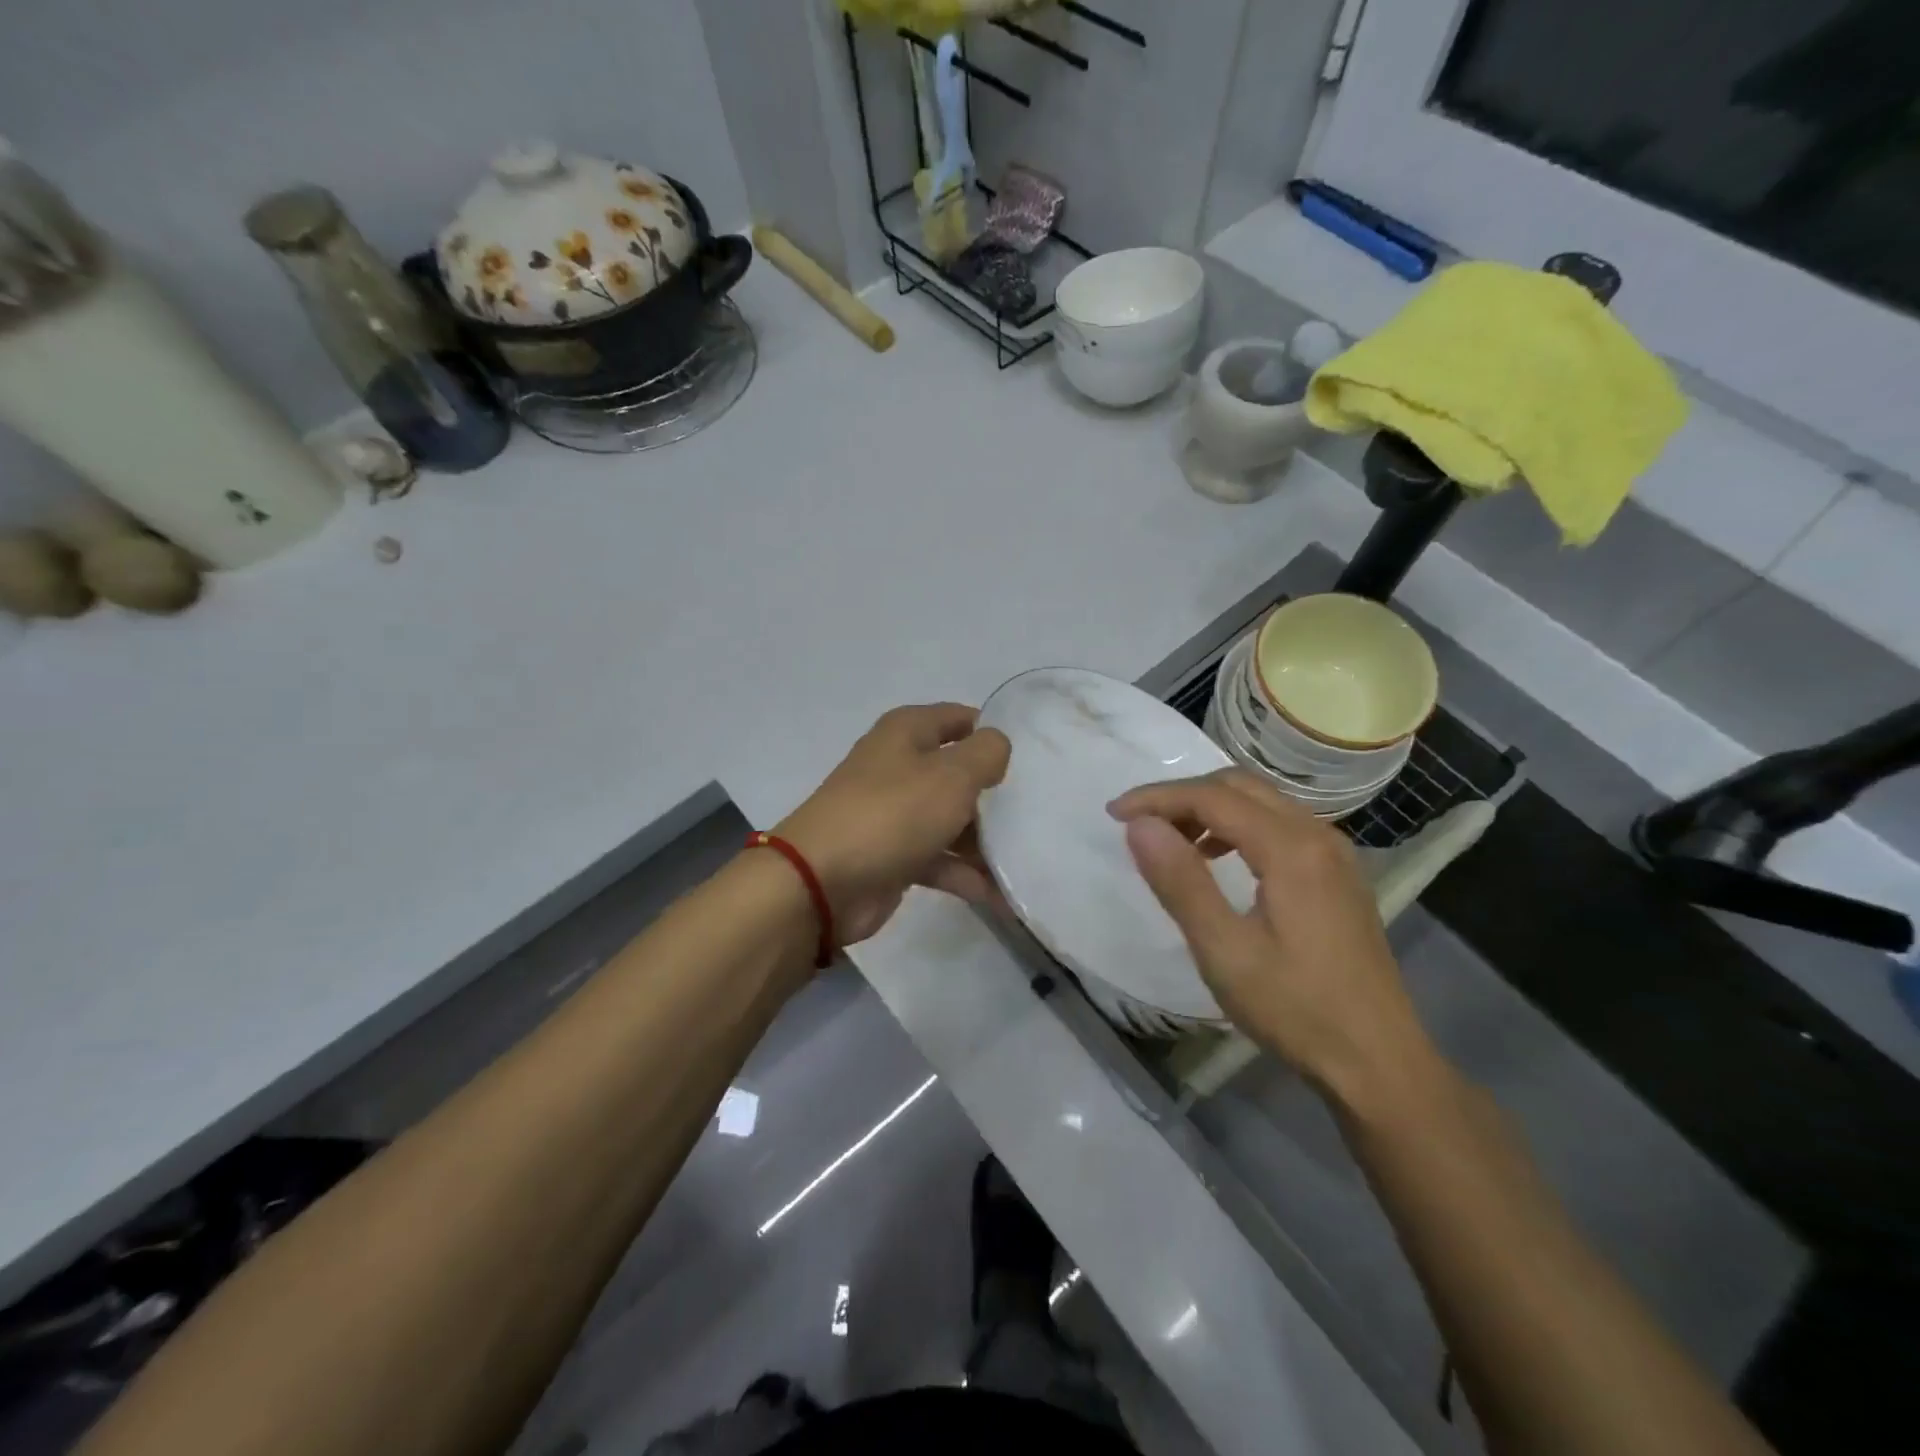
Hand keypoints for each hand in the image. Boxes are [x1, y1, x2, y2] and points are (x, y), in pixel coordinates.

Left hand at [776, 703, 1011, 943]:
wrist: (822, 881)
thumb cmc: (893, 813)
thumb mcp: (951, 774)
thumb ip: (985, 753)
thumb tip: (996, 746)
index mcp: (907, 733)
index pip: (958, 718)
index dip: (991, 732)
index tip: (1030, 758)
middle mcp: (899, 766)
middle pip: (957, 772)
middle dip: (993, 792)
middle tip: (1034, 811)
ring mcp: (894, 813)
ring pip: (949, 819)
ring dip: (983, 840)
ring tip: (1023, 859)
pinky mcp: (893, 855)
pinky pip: (938, 858)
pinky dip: (963, 874)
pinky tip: (997, 895)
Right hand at [1108, 769, 1433, 1101]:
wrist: (1379, 1062)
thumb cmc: (1296, 1009)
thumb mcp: (1224, 951)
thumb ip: (1180, 882)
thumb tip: (1139, 825)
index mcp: (1291, 848)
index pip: (1212, 797)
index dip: (1157, 798)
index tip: (1113, 813)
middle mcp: (1318, 835)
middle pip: (1239, 786)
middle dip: (1183, 796)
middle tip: (1141, 826)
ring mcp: (1334, 853)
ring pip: (1261, 801)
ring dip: (1210, 808)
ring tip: (1173, 843)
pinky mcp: (1338, 874)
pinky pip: (1279, 824)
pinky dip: (1238, 826)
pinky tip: (1219, 861)